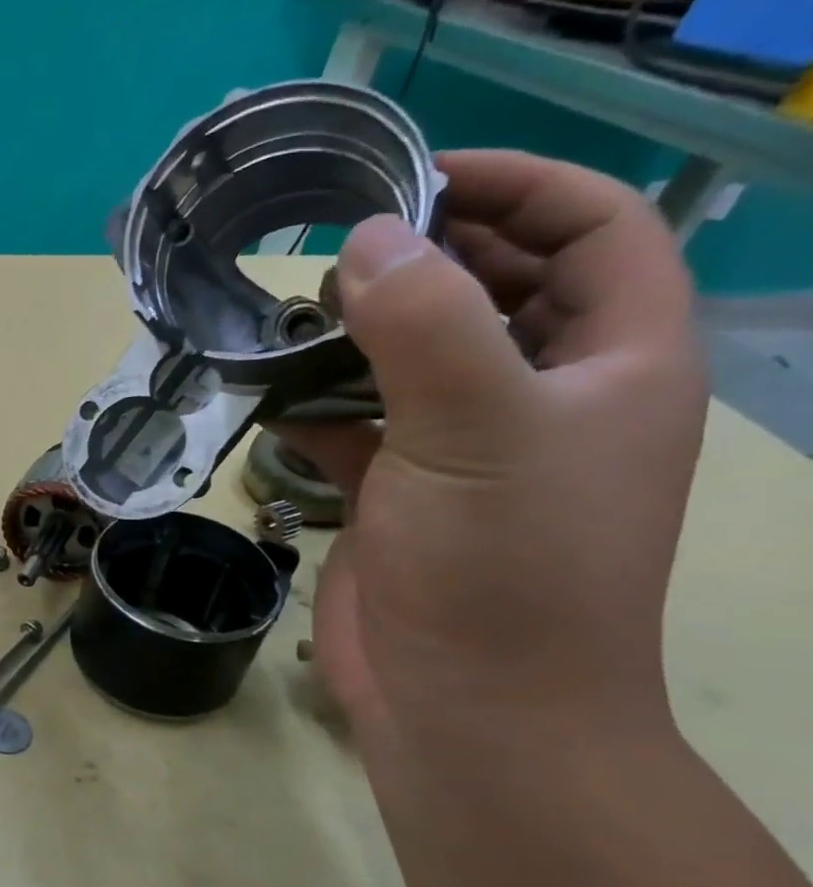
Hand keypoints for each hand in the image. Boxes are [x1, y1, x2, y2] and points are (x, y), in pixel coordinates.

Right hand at [279, 151, 705, 751]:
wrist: (469, 707)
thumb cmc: (502, 568)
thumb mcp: (477, 429)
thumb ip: (424, 324)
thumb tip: (367, 239)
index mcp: (615, 360)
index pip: (594, 228)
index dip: (517, 184)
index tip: (411, 179)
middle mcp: (550, 393)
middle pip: (498, 286)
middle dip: (424, 257)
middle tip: (330, 249)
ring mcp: (471, 447)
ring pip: (418, 356)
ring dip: (359, 332)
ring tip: (289, 318)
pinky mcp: (403, 491)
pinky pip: (361, 422)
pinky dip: (318, 405)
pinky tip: (271, 400)